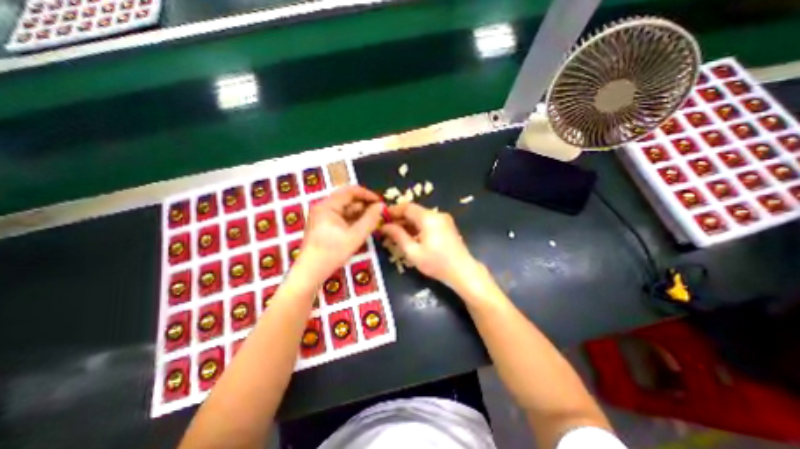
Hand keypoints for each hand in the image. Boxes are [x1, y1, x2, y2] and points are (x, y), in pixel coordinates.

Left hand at [292, 184, 384, 283]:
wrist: (310, 273)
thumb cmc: (331, 253)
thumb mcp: (355, 236)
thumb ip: (370, 219)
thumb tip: (381, 206)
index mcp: (327, 206)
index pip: (350, 191)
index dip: (367, 194)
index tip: (380, 202)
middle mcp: (324, 207)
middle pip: (348, 199)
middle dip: (365, 205)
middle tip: (380, 212)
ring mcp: (323, 216)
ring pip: (346, 209)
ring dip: (360, 213)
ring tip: (375, 220)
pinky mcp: (325, 225)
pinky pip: (342, 217)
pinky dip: (354, 220)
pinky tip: (364, 225)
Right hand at [381, 202, 487, 290]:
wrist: (463, 272)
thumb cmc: (437, 263)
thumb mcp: (413, 252)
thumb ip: (398, 236)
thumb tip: (384, 226)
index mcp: (429, 218)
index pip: (407, 207)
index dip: (393, 211)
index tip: (381, 217)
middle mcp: (437, 214)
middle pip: (414, 211)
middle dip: (399, 218)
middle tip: (386, 228)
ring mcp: (444, 219)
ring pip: (421, 216)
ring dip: (408, 223)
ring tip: (396, 234)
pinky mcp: (447, 226)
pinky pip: (428, 222)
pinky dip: (417, 226)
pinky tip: (410, 236)